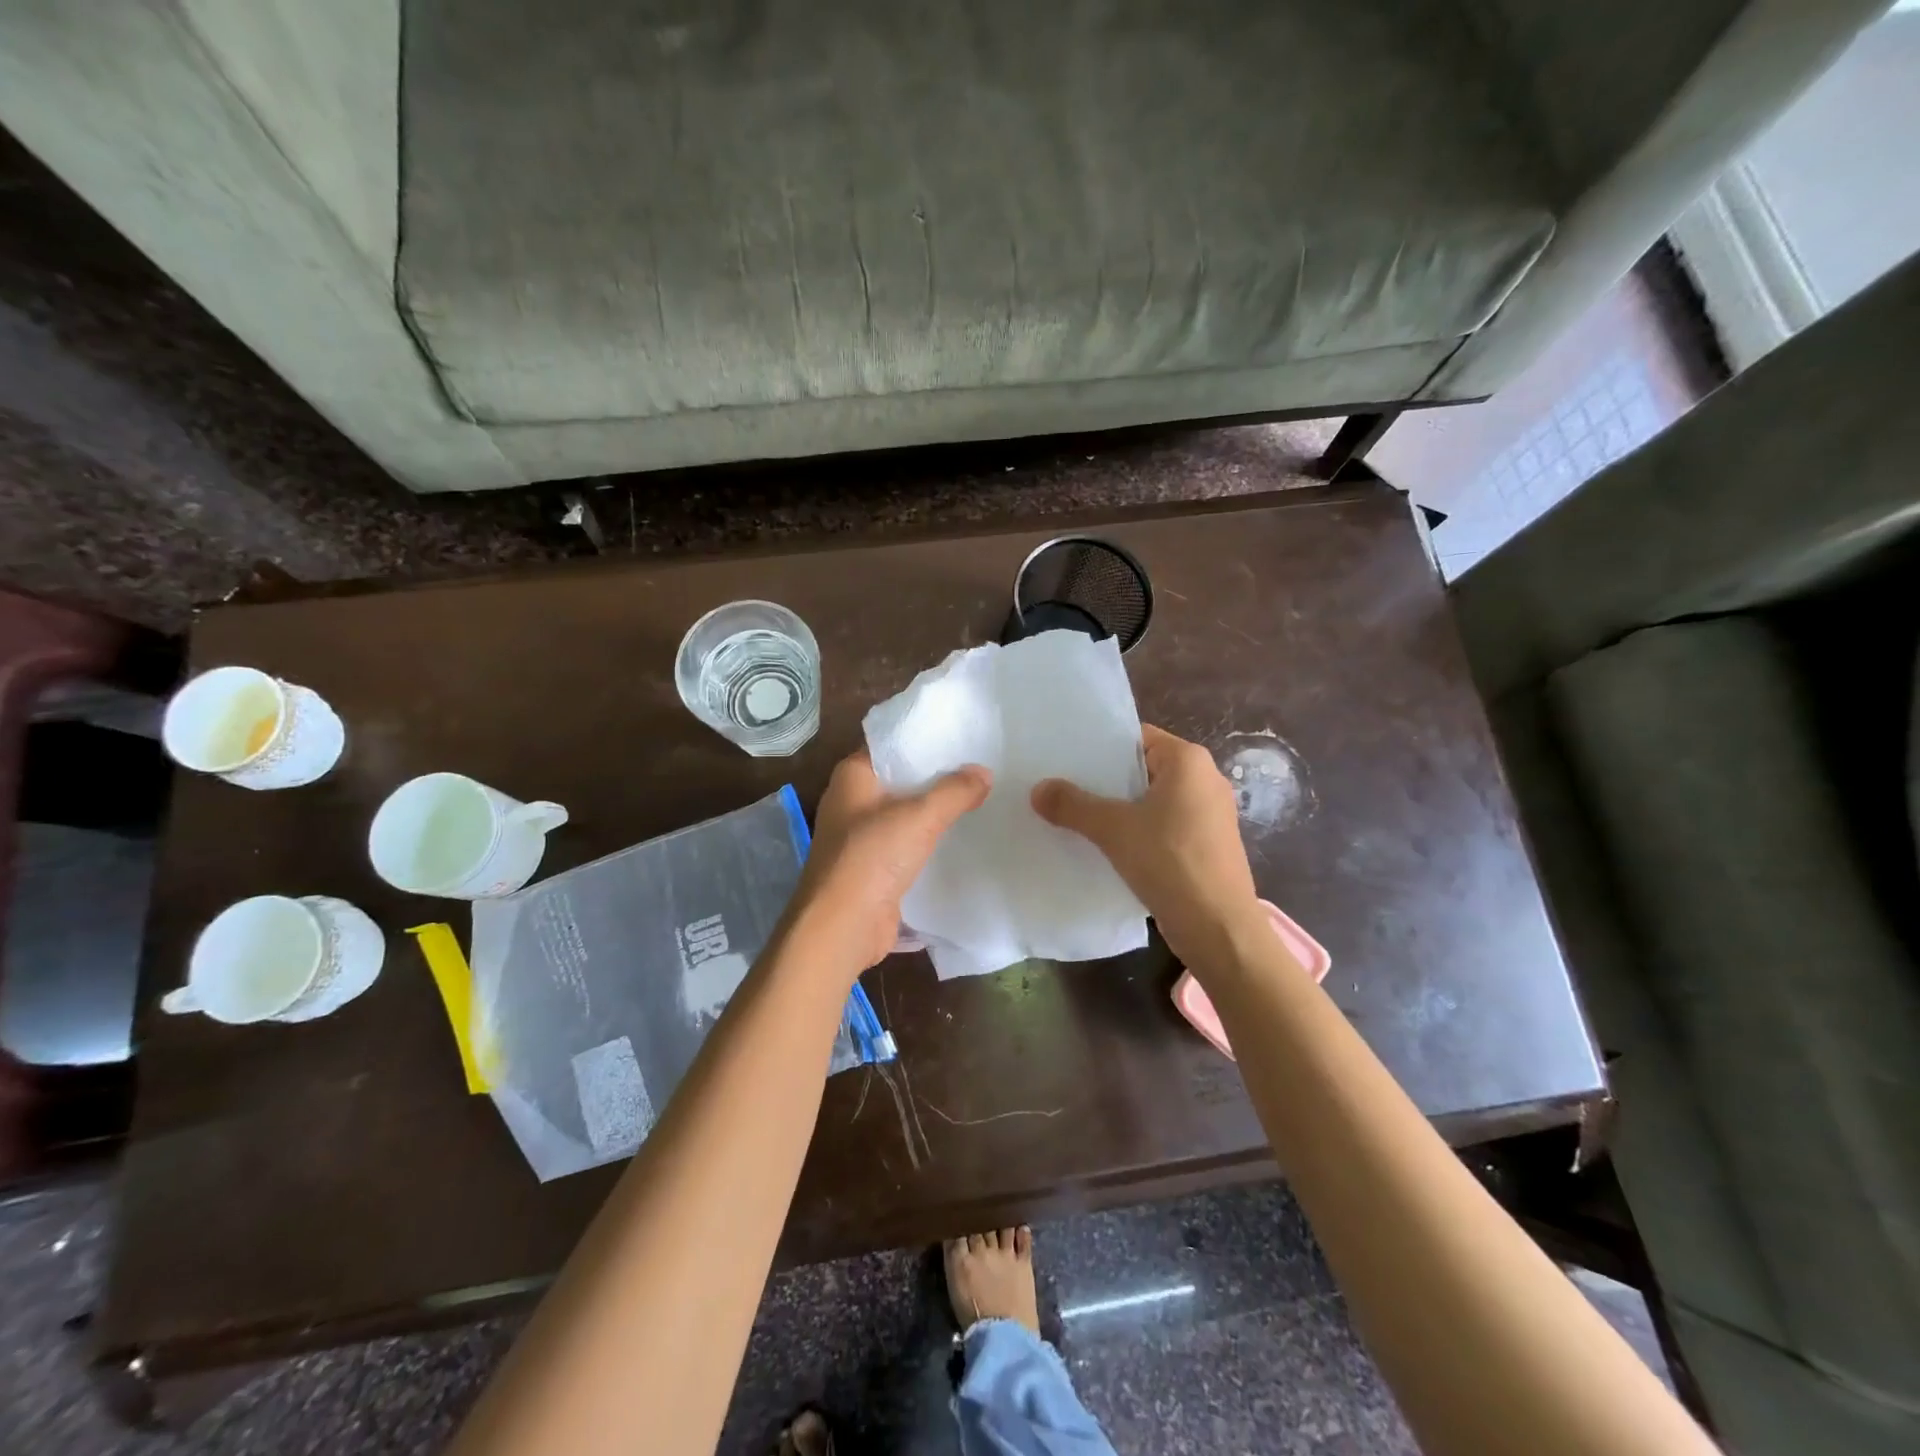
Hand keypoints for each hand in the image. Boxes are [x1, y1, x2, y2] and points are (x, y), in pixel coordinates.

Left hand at [786, 749, 991, 974]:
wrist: (841, 928)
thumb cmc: (871, 858)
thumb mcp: (920, 817)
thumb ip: (955, 792)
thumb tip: (984, 772)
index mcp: (853, 776)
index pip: (892, 744)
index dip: (926, 739)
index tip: (963, 736)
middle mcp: (852, 801)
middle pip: (901, 780)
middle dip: (937, 776)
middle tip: (981, 765)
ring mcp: (861, 837)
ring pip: (906, 814)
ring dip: (935, 812)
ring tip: (980, 798)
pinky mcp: (873, 868)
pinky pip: (907, 845)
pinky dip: (930, 841)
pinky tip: (962, 838)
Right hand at [1032, 724, 1258, 963]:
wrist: (1218, 928)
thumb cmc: (1170, 862)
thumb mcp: (1113, 829)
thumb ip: (1073, 805)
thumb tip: (1037, 789)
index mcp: (1188, 761)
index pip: (1136, 738)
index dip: (1100, 747)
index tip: (1065, 758)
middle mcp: (1204, 779)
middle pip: (1142, 769)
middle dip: (1104, 780)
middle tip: (1062, 786)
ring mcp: (1209, 814)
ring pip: (1151, 800)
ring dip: (1118, 809)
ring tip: (1076, 816)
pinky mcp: (1206, 844)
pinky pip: (1162, 826)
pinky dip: (1136, 831)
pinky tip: (1106, 846)